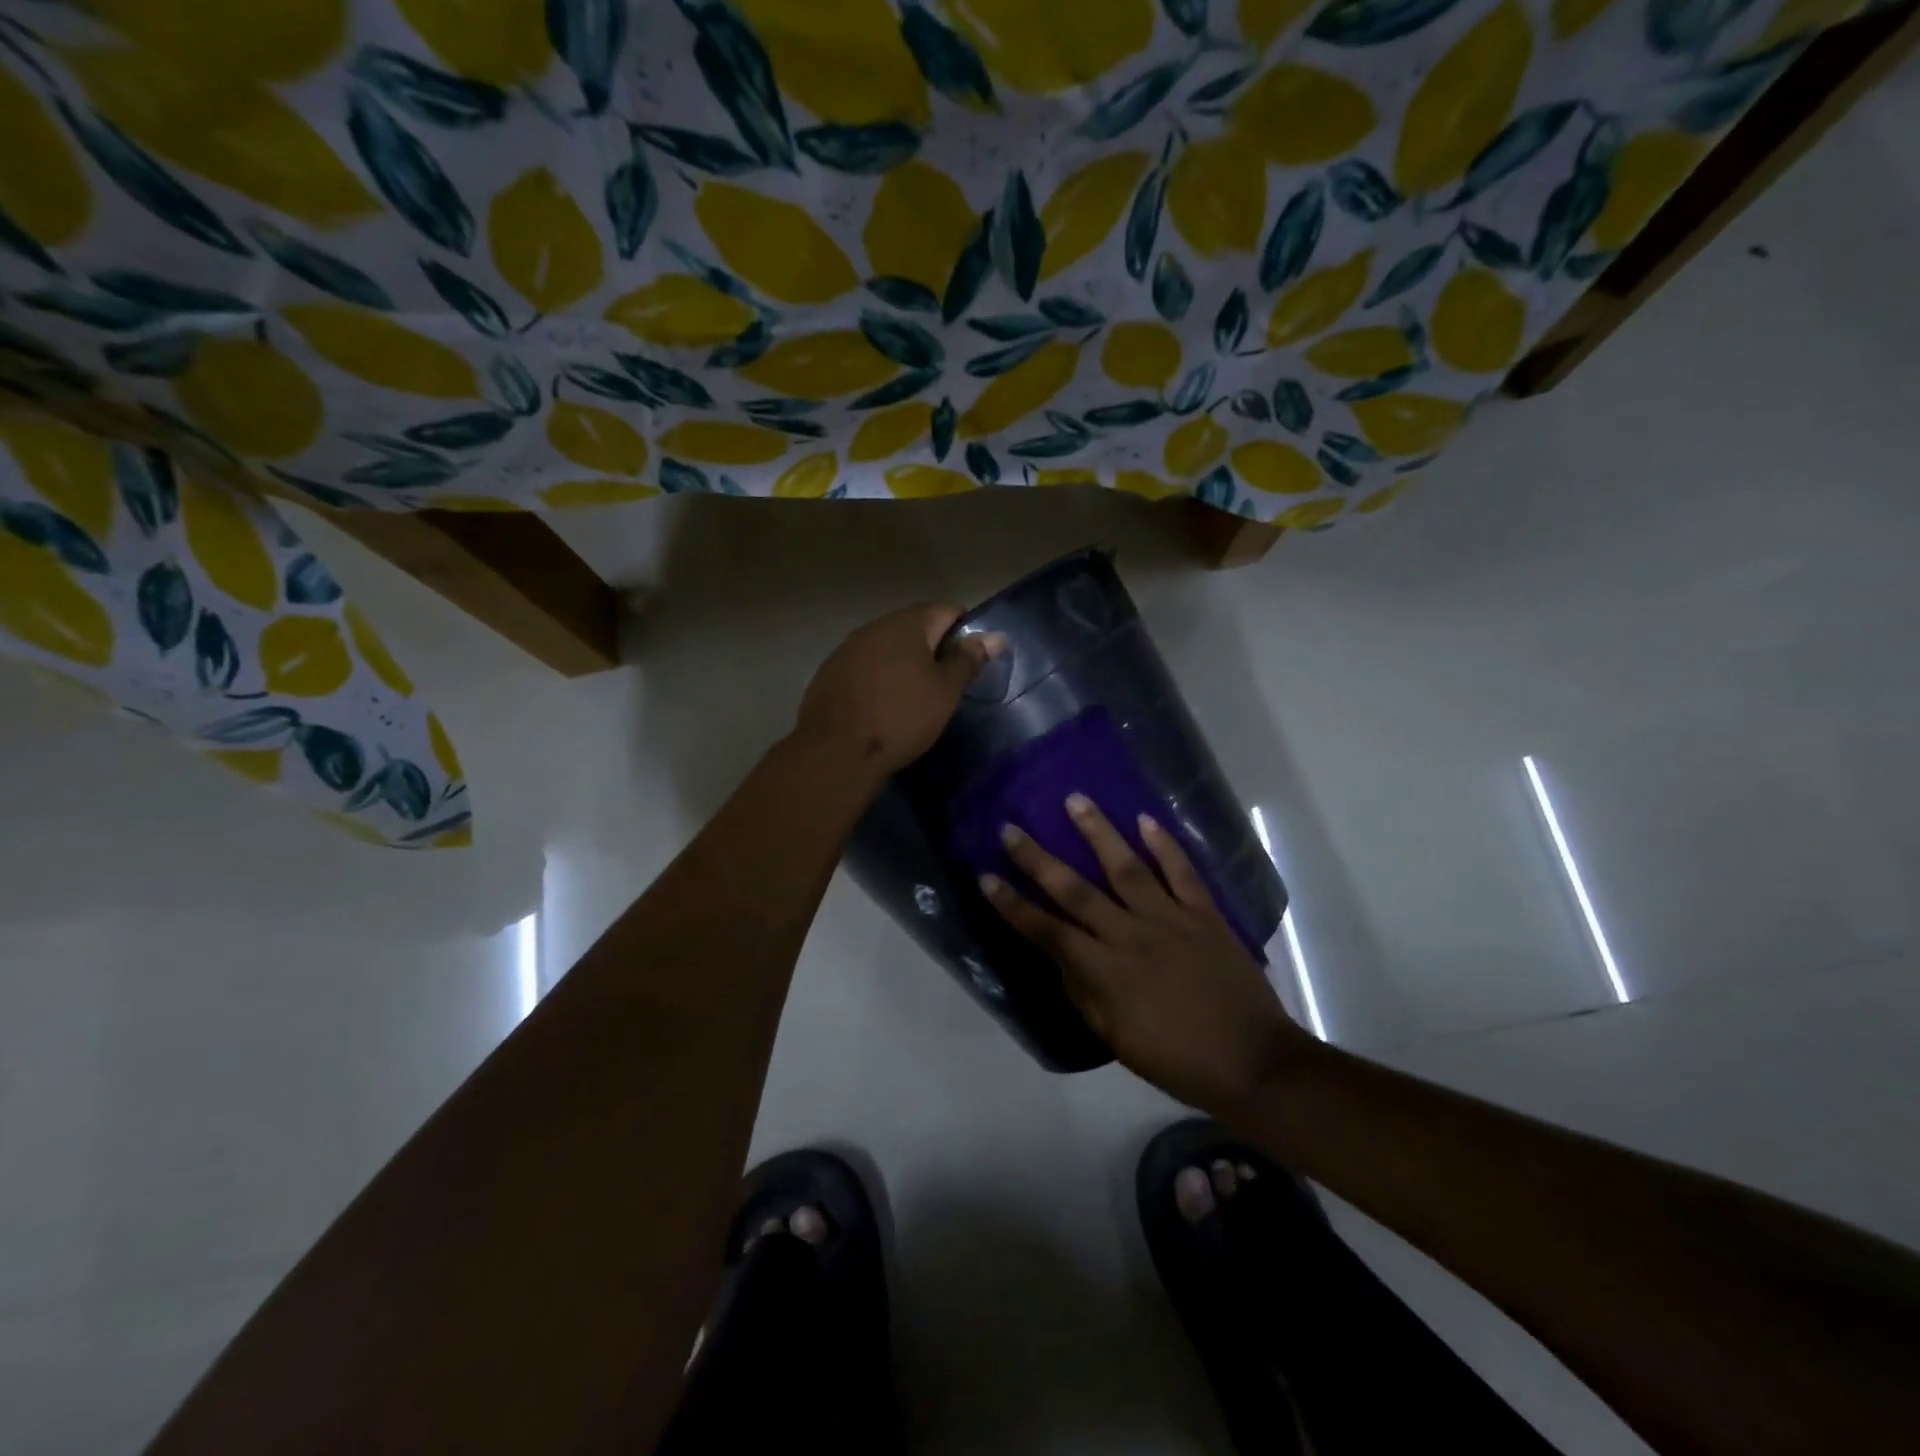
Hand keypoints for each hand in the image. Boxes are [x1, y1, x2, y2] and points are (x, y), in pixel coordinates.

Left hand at [792, 603, 999, 781]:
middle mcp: (874, 627)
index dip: (965, 632)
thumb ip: (968, 660)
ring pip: (887, 647)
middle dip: (933, 650)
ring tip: (912, 699)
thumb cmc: (901, 718)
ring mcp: (847, 649)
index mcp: (906, 624)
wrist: (835, 752)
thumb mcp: (945, 692)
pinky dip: (879, 679)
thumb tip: (995, 636)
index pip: (947, 609)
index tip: (968, 665)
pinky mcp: (829, 673)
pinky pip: (864, 667)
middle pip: (915, 627)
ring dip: (904, 665)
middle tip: (944, 686)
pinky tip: (881, 707)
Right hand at [981, 795, 1311, 1114]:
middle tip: (1011, 829)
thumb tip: (1062, 959)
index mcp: (1105, 972)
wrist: (1252, 1061)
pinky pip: (1182, 872)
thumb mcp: (1116, 1039)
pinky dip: (1164, 844)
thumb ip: (1084, 994)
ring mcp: (1169, 919)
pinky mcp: (1204, 914)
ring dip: (1097, 832)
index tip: (987, 878)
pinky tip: (1144, 819)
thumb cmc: (1177, 1059)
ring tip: (1075, 800)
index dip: (1014, 905)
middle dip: (1038, 859)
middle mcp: (1130, 935)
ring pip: (1125, 867)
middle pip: (1075, 891)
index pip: (1047, 931)